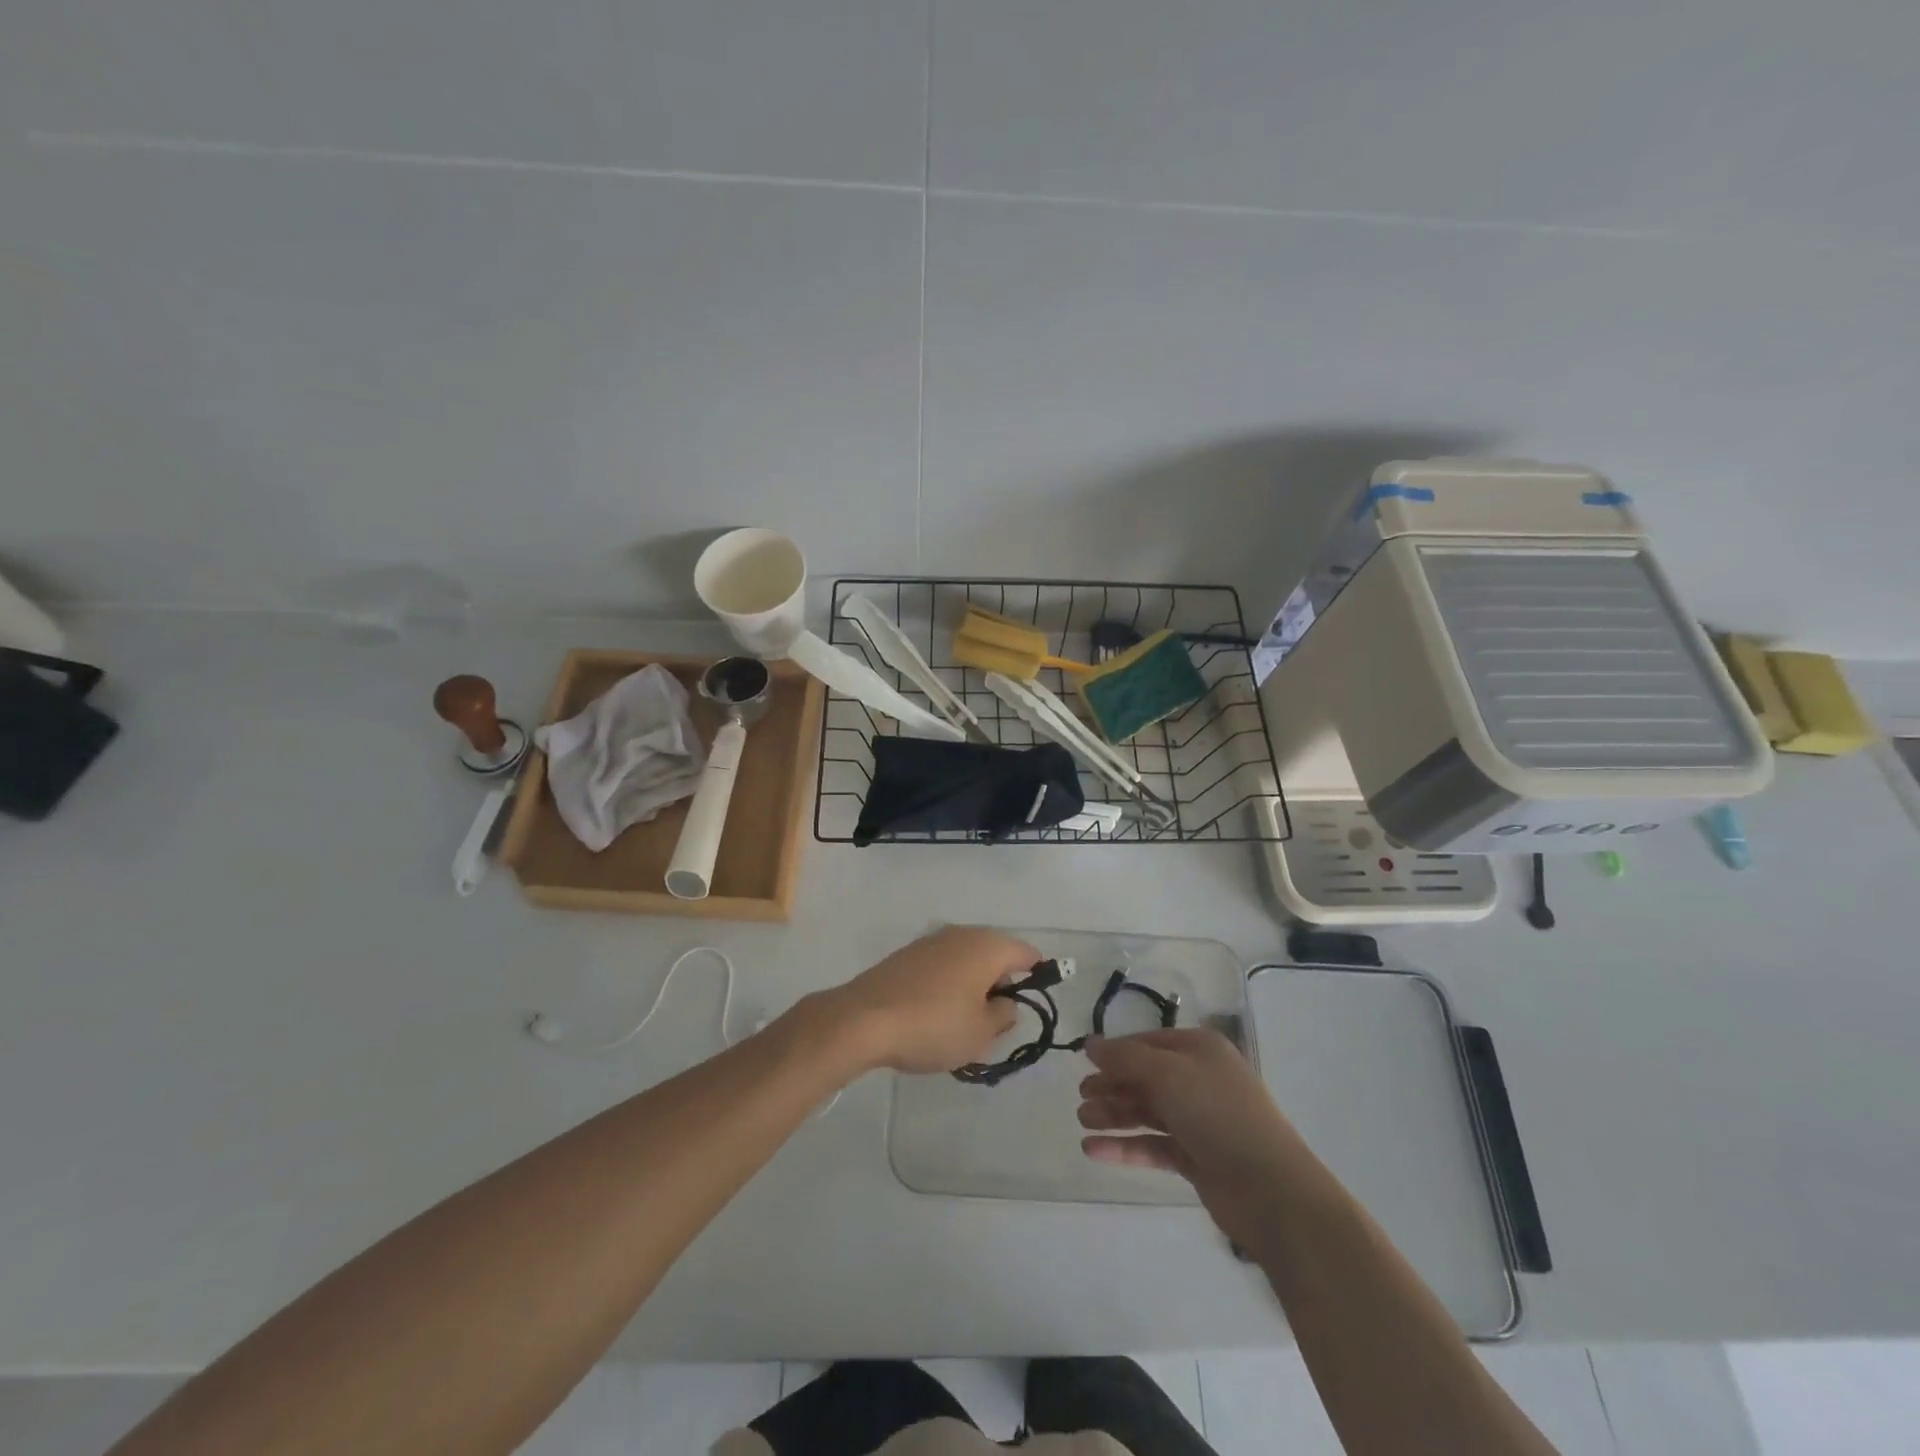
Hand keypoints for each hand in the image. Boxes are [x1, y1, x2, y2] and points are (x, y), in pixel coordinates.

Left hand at [832, 927, 1032, 1073]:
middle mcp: (962, 933)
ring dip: (973, 985)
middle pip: (996, 954)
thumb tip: (1005, 1002)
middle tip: (995, 1022)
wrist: (863, 1019)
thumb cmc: (934, 1025)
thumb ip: (1004, 1015)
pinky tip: (935, 1014)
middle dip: (1001, 984)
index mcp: (987, 946)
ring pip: (967, 960)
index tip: (1031, 1005)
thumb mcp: (981, 1032)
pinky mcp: (907, 954)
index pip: (1027, 953)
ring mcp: (931, 940)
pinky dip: (948, 984)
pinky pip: (942, 966)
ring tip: (963, 1023)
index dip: (1036, 977)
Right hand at [1079, 1028, 1311, 1247]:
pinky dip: (1125, 1146)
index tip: (1083, 1062)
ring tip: (1083, 1123)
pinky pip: (1153, 1145)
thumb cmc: (1217, 1114)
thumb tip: (1090, 1044)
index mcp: (1199, 1050)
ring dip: (1114, 1115)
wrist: (1270, 1189)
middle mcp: (1199, 1080)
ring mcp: (1199, 1120)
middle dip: (1112, 1086)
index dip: (1116, 1051)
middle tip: (1080, 1097)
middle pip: (1145, 1077)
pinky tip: (1094, 1151)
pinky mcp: (1196, 1158)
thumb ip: (1125, 1058)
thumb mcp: (1167, 1073)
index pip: (1148, 1042)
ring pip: (1147, 1112)